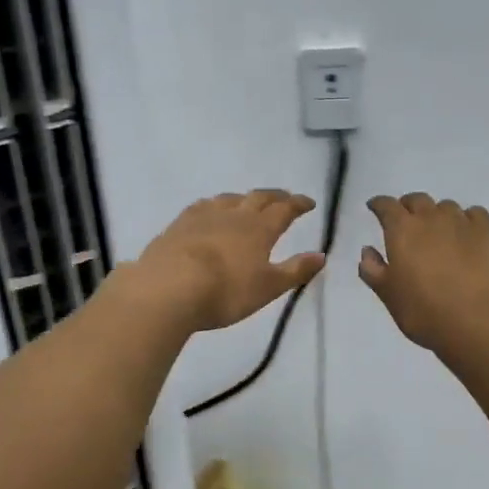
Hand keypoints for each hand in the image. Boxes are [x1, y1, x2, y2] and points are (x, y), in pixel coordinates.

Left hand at [129, 190, 326, 331]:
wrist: (168, 289)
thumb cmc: (226, 291)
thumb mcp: (268, 287)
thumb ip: (295, 270)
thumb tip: (321, 255)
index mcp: (259, 229)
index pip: (284, 210)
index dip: (298, 204)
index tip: (309, 203)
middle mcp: (234, 215)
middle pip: (258, 198)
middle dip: (274, 196)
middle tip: (284, 197)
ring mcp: (203, 217)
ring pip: (228, 199)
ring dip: (243, 198)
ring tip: (247, 202)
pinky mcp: (177, 226)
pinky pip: (201, 207)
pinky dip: (213, 205)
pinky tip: (208, 211)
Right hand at [360, 193, 488, 352]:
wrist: (479, 322)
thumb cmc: (425, 313)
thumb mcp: (389, 296)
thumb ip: (373, 270)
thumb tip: (367, 251)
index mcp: (402, 231)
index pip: (386, 206)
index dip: (379, 205)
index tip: (375, 208)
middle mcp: (431, 218)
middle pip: (417, 200)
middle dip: (409, 207)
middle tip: (408, 222)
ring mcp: (464, 222)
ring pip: (447, 207)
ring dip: (438, 215)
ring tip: (441, 234)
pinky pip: (475, 215)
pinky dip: (467, 220)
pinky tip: (469, 236)